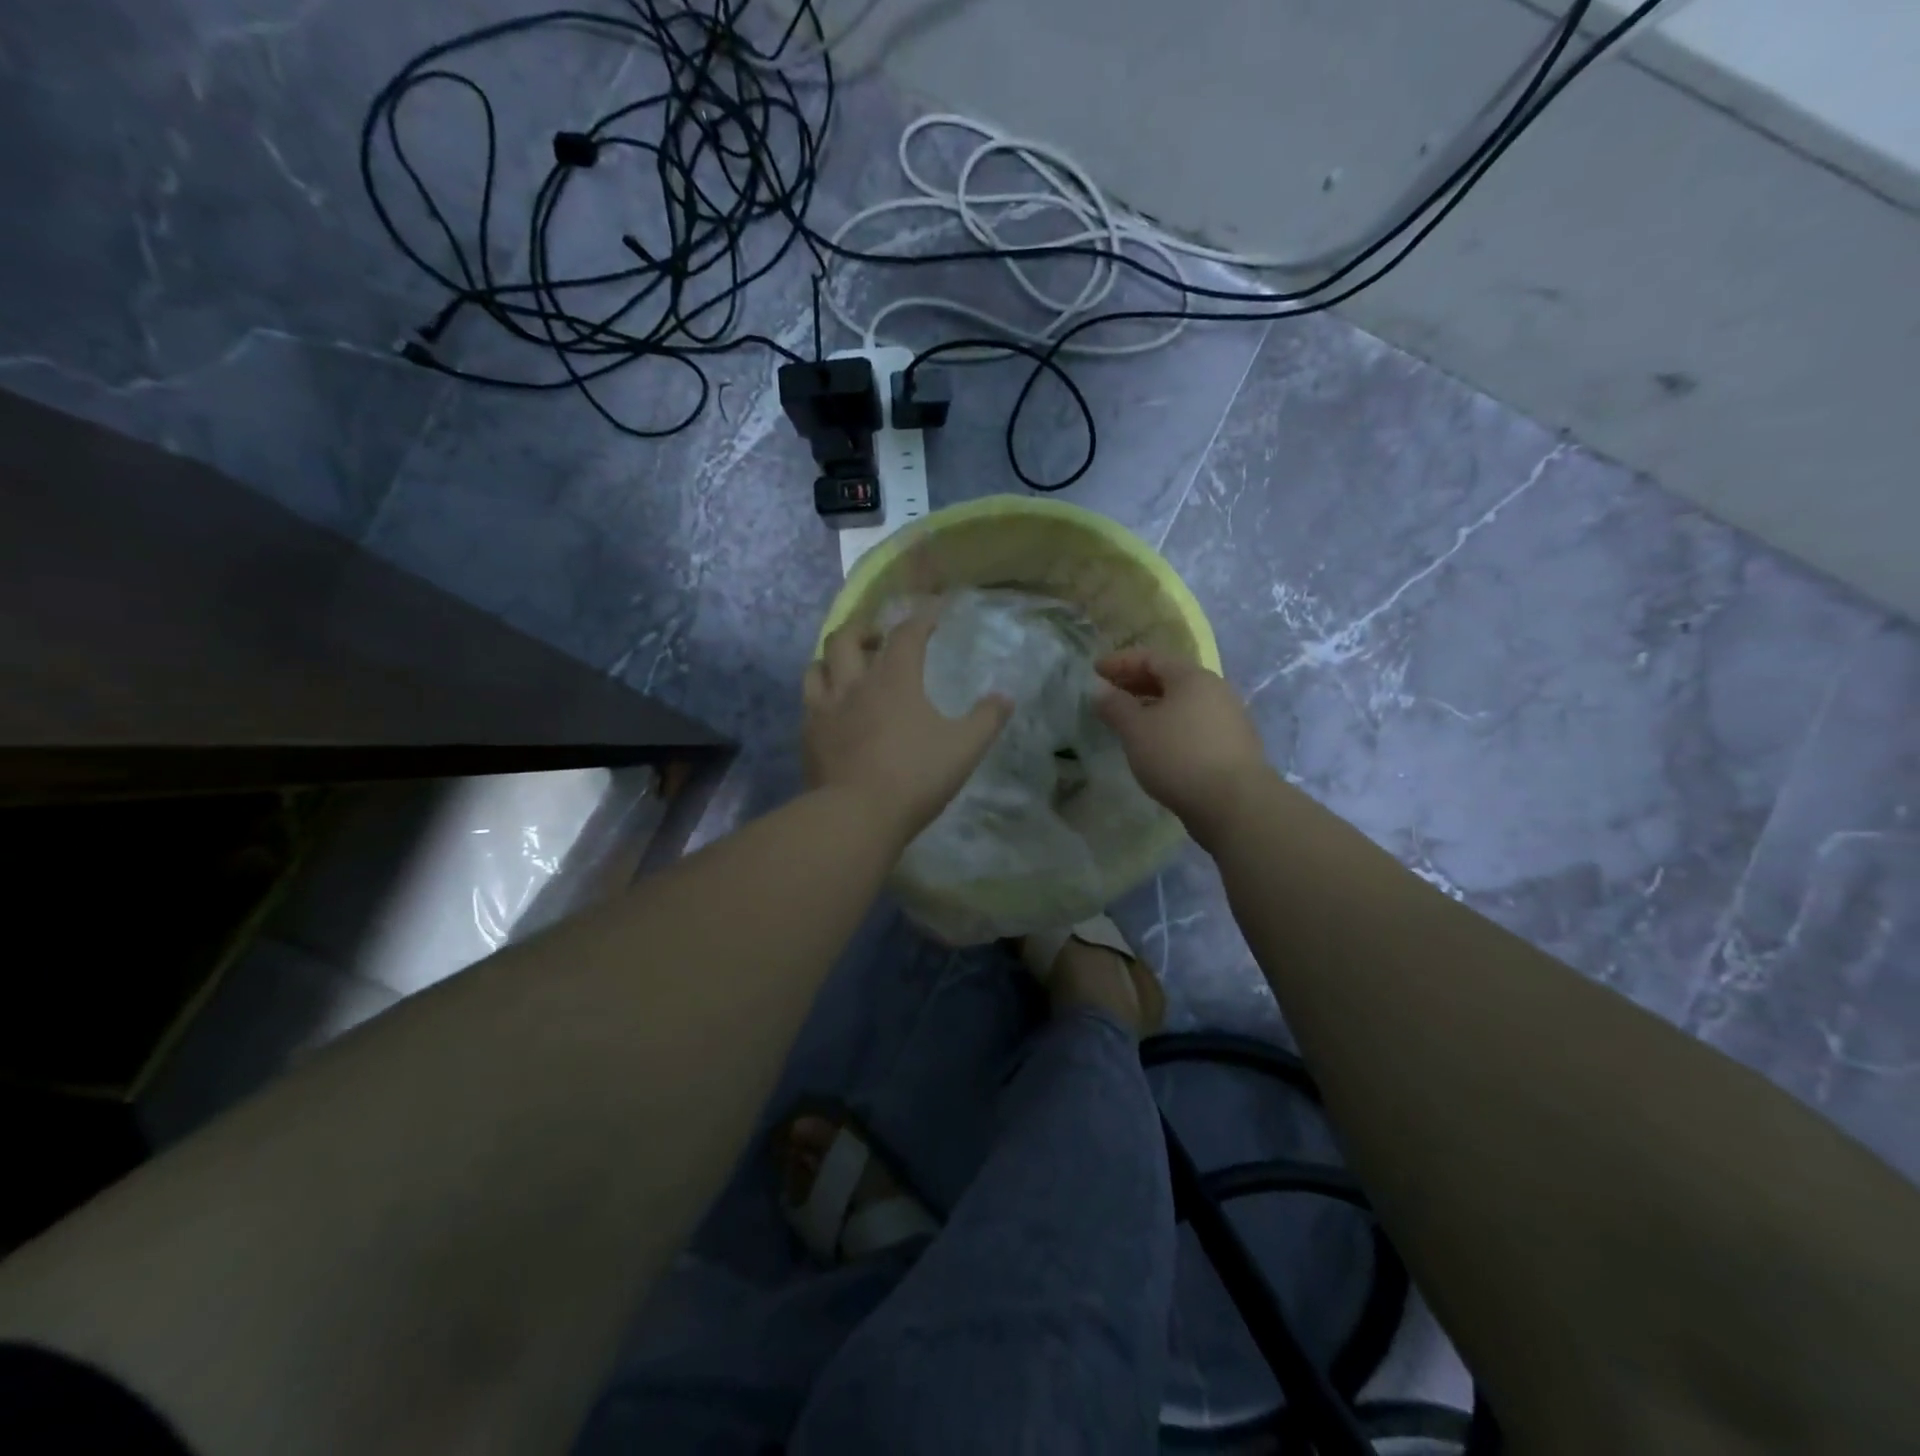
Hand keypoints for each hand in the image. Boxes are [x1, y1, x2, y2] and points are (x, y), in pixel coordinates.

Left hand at [803, 605, 1012, 840]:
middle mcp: (854, 684)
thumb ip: (986, 719)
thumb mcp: (964, 748)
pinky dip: (820, 695)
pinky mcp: (808, 736)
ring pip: (817, 666)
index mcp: (894, 679)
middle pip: (846, 638)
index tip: (930, 617)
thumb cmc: (915, 776)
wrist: (856, 815)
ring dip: (833, 660)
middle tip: (877, 639)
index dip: (920, 621)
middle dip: (863, 630)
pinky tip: (832, 711)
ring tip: (847, 669)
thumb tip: (1005, 697)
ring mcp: (825, 709)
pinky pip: (808, 702)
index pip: (906, 635)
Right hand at [1095, 649, 1271, 843]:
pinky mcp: (1232, 745)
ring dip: (1154, 706)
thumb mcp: (1136, 730)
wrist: (1234, 803)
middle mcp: (1215, 690)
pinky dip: (1170, 726)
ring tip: (1130, 720)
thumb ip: (1115, 706)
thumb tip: (1100, 690)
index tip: (1095, 670)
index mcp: (1192, 677)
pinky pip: (1194, 725)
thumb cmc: (1178, 756)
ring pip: (1183, 703)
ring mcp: (1228, 718)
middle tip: (1110, 693)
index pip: (1151, 658)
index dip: (1120, 661)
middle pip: (1170, 678)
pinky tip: (1157, 744)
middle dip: (1137, 683)